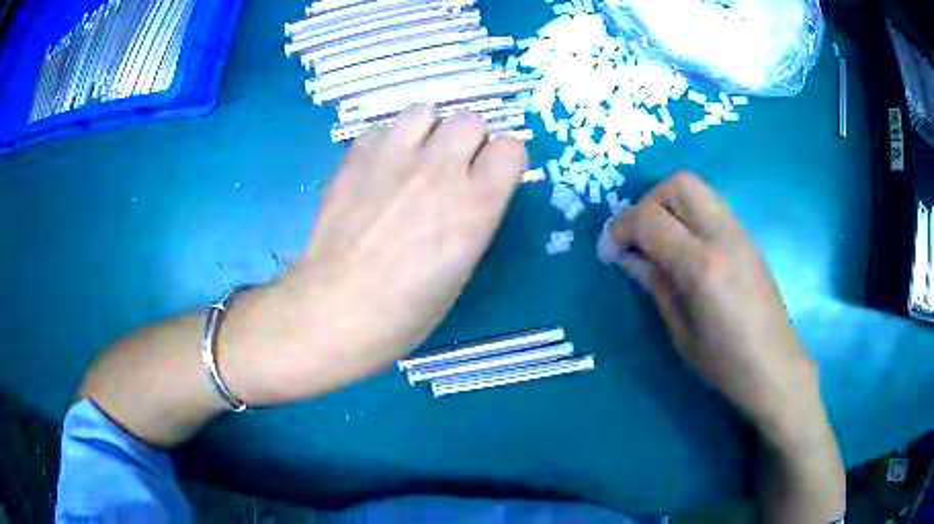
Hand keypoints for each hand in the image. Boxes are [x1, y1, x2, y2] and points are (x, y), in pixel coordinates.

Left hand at [220, 105, 527, 404]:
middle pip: (470, 119)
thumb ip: (472, 219)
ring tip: (413, 159)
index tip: (490, 177)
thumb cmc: (406, 311)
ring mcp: (394, 157)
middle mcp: (440, 170)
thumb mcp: (460, 270)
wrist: (335, 308)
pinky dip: (385, 143)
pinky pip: (380, 128)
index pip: (511, 148)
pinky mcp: (356, 157)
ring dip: (427, 131)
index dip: (502, 162)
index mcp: (476, 205)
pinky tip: (376, 170)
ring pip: (425, 111)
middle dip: (467, 141)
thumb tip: (468, 194)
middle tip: (450, 170)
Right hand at [598, 172, 823, 445]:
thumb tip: (629, 257)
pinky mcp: (747, 237)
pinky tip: (685, 247)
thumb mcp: (681, 331)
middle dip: (648, 203)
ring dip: (669, 204)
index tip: (609, 251)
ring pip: (696, 187)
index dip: (621, 229)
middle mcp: (723, 236)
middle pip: (678, 184)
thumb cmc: (726, 362)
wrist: (775, 366)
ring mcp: (739, 232)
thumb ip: (656, 284)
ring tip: (659, 241)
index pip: (651, 220)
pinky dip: (688, 213)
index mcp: (702, 265)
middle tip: (638, 237)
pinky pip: (711, 206)